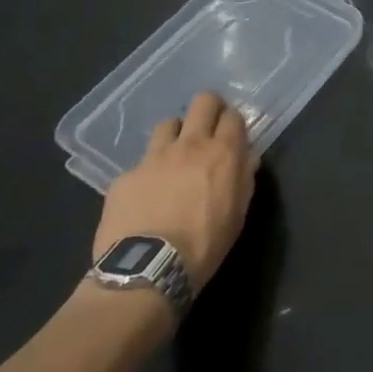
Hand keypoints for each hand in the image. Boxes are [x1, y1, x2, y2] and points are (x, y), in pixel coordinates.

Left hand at [93, 92, 258, 290]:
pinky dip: (147, 172)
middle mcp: (190, 145)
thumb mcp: (238, 213)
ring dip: (175, 135)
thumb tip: (247, 158)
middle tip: (207, 129)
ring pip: (168, 124)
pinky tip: (146, 194)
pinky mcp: (126, 176)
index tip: (231, 135)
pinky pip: (140, 163)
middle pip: (203, 102)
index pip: (233, 116)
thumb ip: (244, 179)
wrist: (147, 269)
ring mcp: (154, 157)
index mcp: (223, 153)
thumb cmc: (205, 244)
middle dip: (208, 109)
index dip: (233, 123)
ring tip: (173, 157)